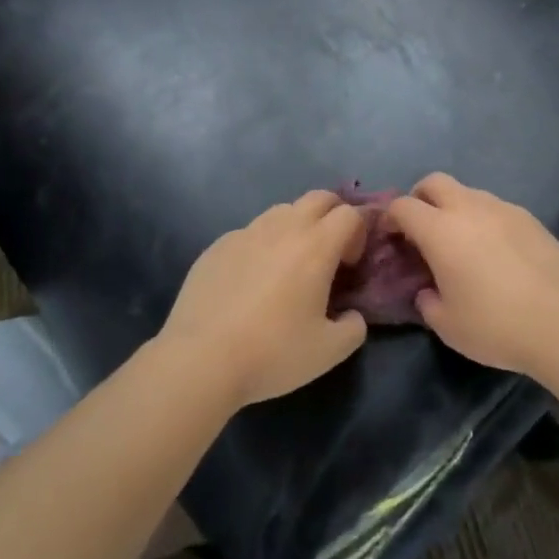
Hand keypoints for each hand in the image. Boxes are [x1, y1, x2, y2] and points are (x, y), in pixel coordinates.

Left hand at [159, 191, 368, 405]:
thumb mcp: (329, 352)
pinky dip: (261, 245)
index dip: (358, 234)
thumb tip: (351, 315)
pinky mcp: (217, 246)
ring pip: (282, 211)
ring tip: (289, 264)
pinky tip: (251, 281)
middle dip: (332, 215)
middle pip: (319, 198)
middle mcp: (283, 228)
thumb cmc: (272, 352)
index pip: (350, 214)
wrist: (200, 360)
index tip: (350, 265)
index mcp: (316, 246)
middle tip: (329, 252)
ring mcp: (246, 233)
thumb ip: (353, 328)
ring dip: (296, 226)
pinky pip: (249, 233)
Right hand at [386, 174, 558, 373]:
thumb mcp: (447, 325)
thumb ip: (427, 301)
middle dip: (421, 198)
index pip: (403, 205)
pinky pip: (496, 208)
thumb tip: (427, 291)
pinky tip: (495, 252)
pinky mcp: (529, 217)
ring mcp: (503, 209)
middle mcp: (469, 208)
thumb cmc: (495, 325)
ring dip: (455, 208)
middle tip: (421, 229)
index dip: (391, 218)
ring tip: (462, 243)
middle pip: (435, 182)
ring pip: (468, 193)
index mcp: (441, 230)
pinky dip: (485, 220)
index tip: (391, 238)